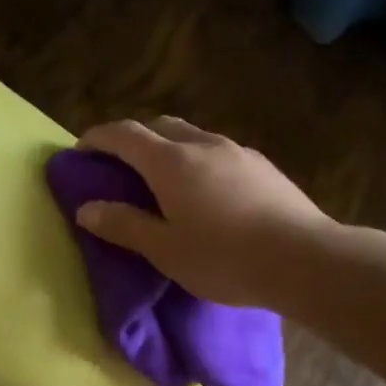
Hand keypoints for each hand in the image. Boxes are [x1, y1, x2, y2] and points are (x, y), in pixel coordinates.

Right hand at [74, 117, 331, 307]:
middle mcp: (203, 145)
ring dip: (169, 148)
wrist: (304, 259)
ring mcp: (237, 151)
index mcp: (171, 162)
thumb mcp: (164, 249)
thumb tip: (86, 209)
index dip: (98, 138)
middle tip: (121, 166)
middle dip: (134, 138)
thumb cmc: (224, 258)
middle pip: (160, 126)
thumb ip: (123, 225)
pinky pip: (219, 152)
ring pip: (193, 136)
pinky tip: (207, 191)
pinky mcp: (263, 165)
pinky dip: (198, 160)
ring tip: (164, 180)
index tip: (81, 151)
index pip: (124, 134)